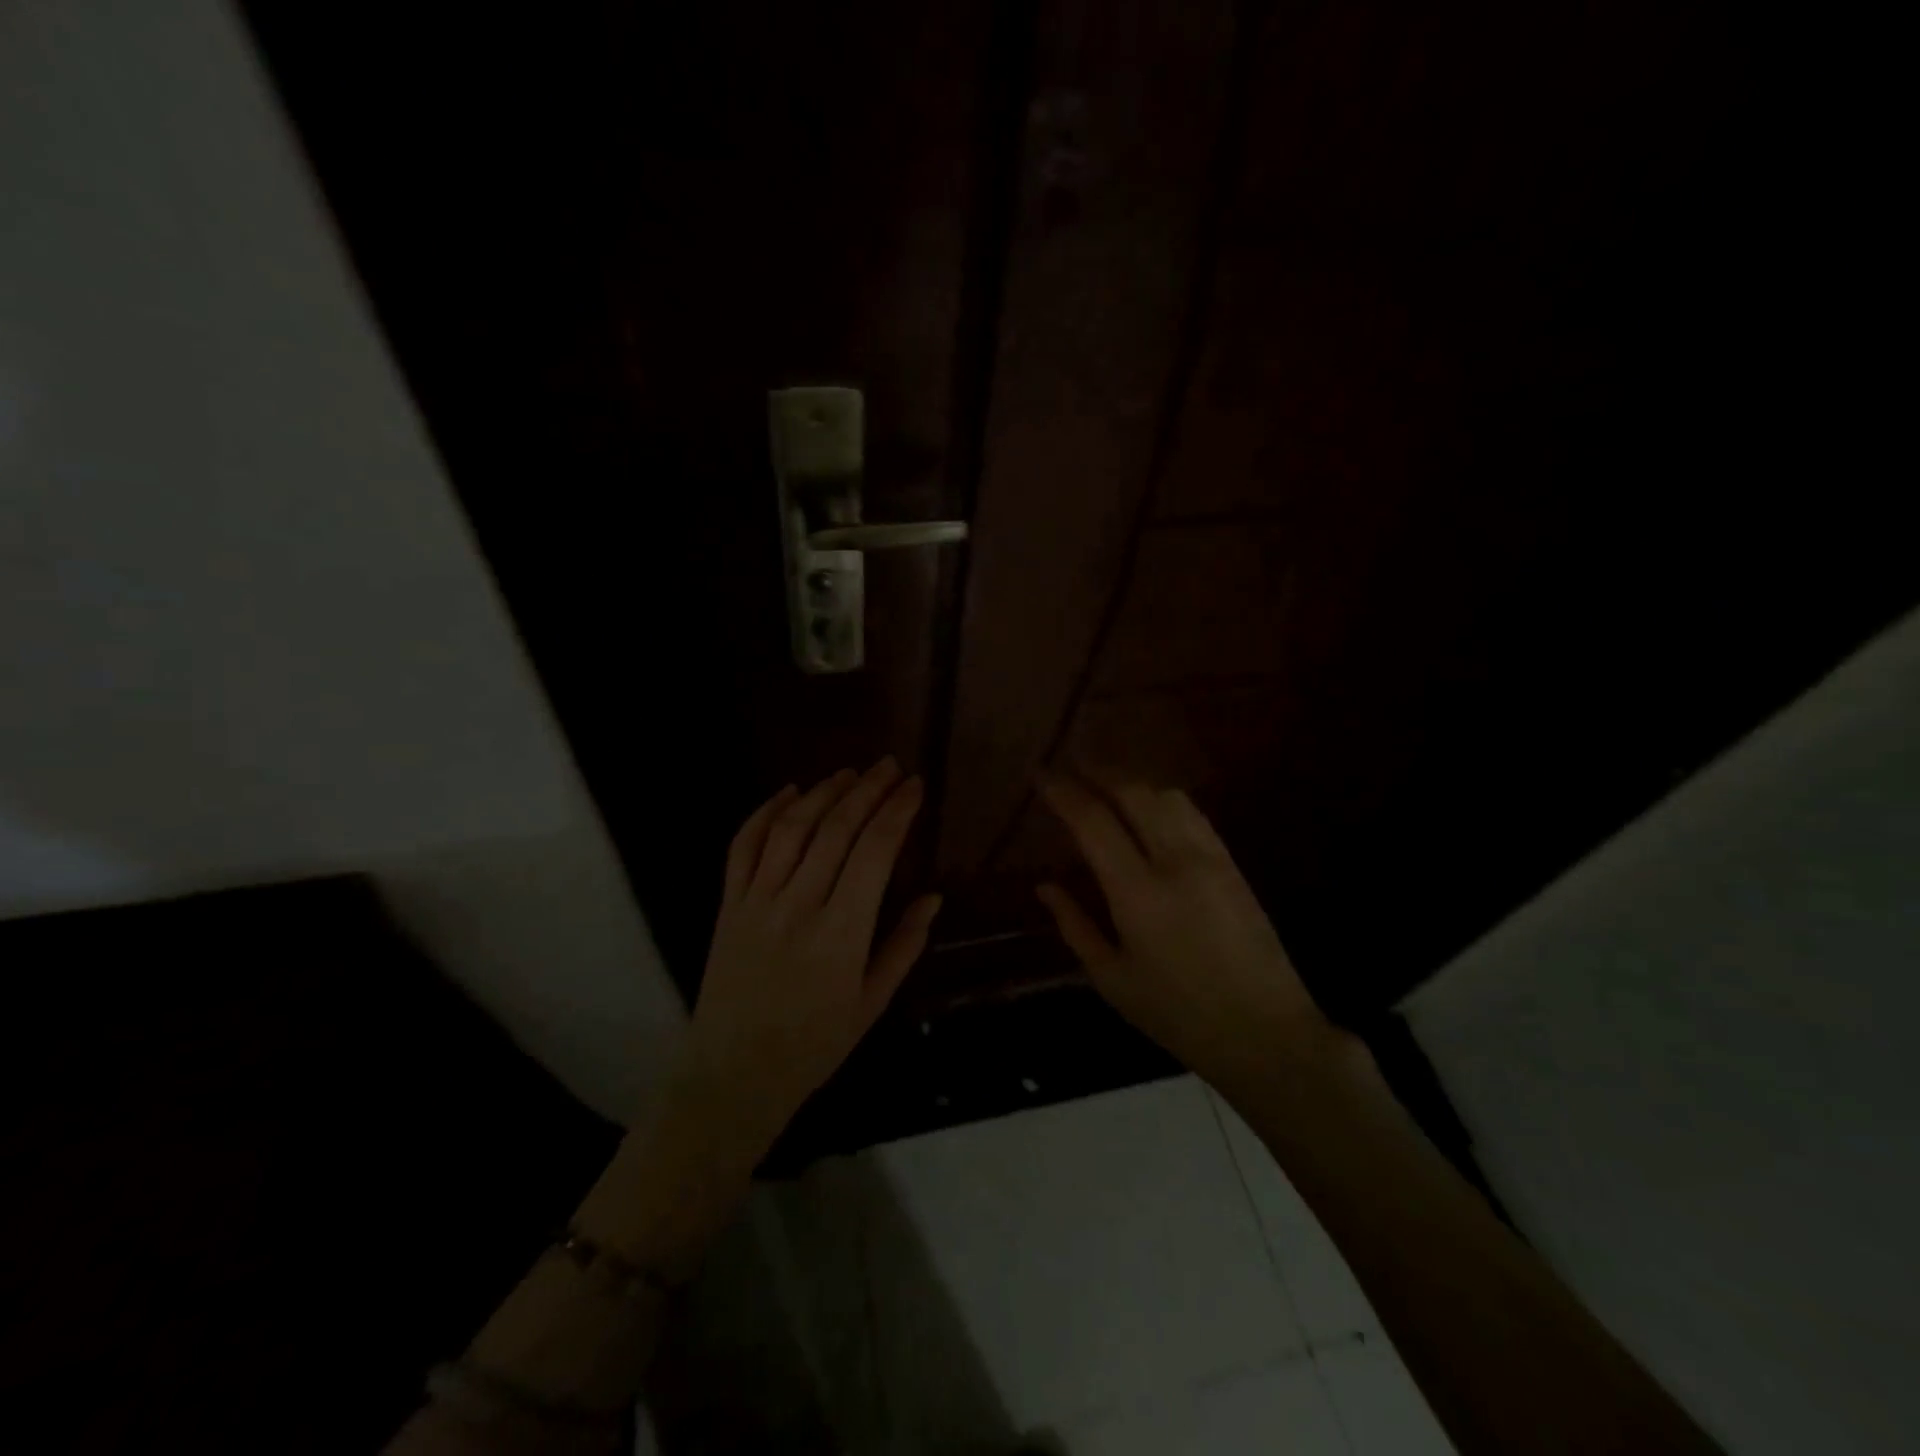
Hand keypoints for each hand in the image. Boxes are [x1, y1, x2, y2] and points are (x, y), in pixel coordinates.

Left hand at [685, 760, 940, 1155]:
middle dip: (868, 790)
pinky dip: (764, 813)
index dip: (897, 811)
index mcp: (841, 933)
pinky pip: (743, 847)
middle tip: (890, 766)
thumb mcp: (872, 1003)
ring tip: (849, 772)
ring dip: (823, 793)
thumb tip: (933, 896)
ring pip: (791, 828)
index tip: (915, 786)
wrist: (733, 1075)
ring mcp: (757, 902)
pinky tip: (789, 791)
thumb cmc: (814, 1045)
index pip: (875, 852)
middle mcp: (798, 906)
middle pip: (836, 829)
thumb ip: (904, 945)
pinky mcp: (727, 905)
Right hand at [1035, 774, 1331, 1086]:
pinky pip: (1193, 813)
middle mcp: (1176, 861)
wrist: (1266, 1034)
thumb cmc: (1178, 1015)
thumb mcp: (1112, 979)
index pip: (1093, 820)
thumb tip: (1046, 886)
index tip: (1040, 774)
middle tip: (1071, 764)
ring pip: (1168, 795)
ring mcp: (1211, 858)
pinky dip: (1162, 798)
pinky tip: (1150, 805)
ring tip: (1106, 780)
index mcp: (1138, 893)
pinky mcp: (1233, 864)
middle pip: (1134, 792)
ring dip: (1132, 779)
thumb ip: (1075, 926)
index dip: (1062, 791)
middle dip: (1098, 770)